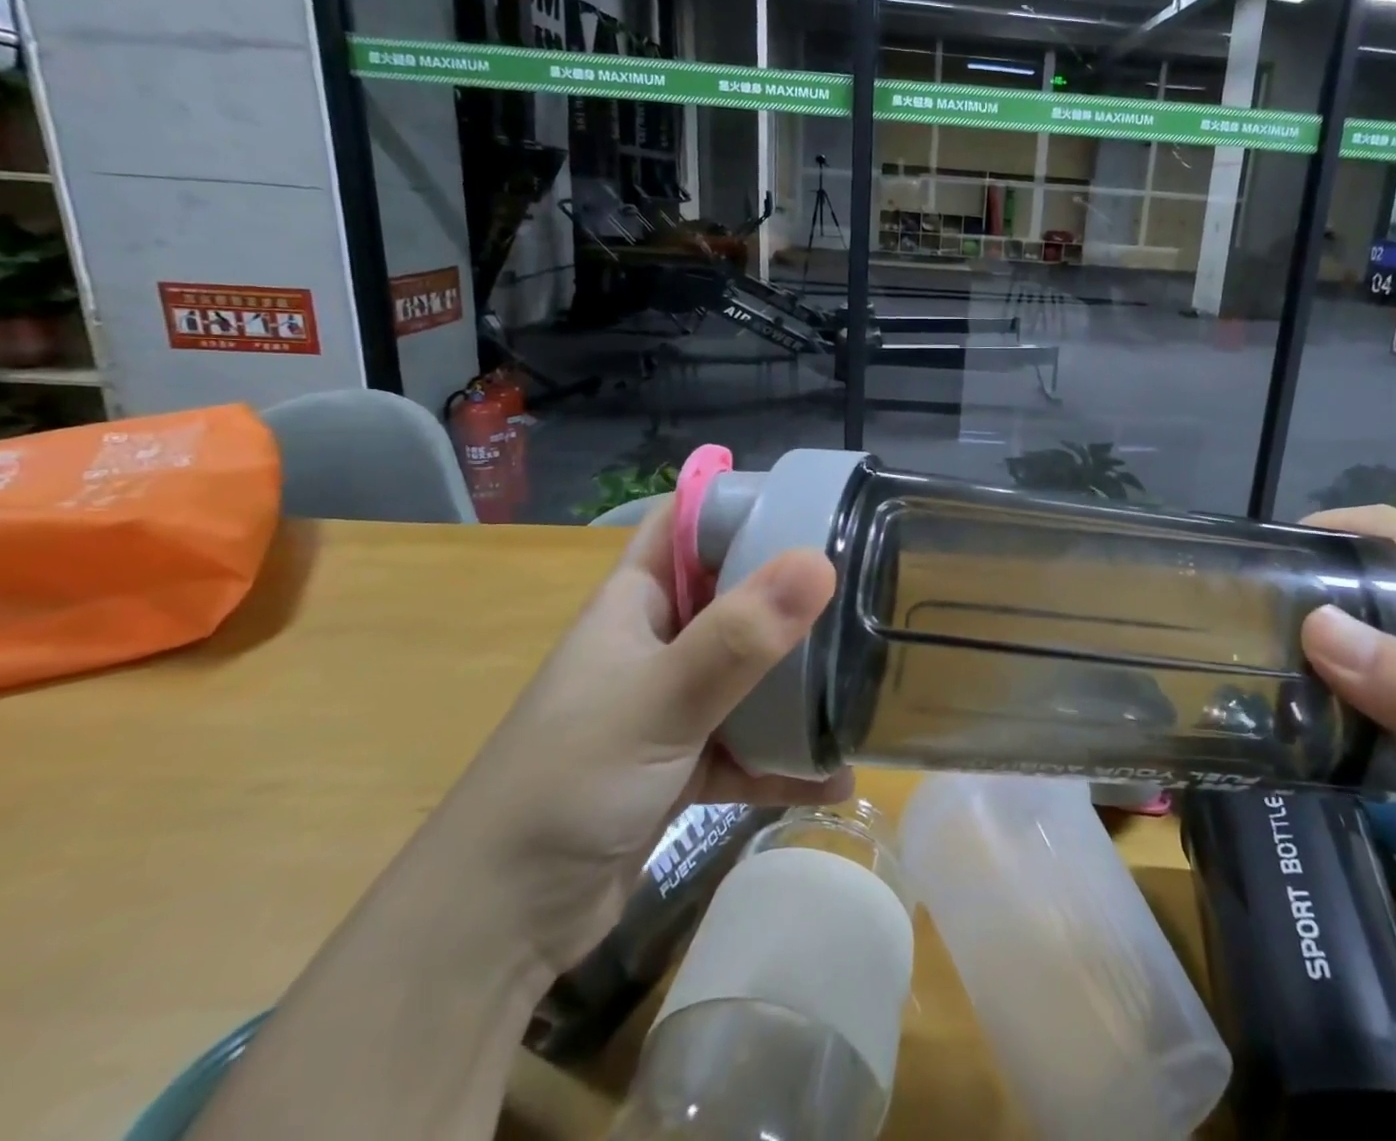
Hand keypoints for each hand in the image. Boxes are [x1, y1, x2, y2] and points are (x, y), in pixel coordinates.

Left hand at [422, 508, 847, 974]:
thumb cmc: (567, 784)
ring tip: (864, 672)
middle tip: (865, 581)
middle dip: (791, 589)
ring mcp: (669, 706)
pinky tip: (836, 774)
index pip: (688, 524)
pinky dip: (784, 759)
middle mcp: (654, 643)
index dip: (743, 502)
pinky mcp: (681, 765)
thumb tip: (820, 563)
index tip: (818, 501)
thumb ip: (739, 637)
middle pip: (732, 594)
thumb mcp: (660, 701)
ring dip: (796, 678)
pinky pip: (747, 747)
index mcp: (636, 603)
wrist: (496, 927)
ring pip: (746, 672)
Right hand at [1298, 505, 1395, 960]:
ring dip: (1325, 638)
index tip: (1261, 561)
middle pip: (1376, 574)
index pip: (1387, 530)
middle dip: (1311, 586)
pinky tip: (1320, 714)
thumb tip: (1314, 621)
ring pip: (1380, 626)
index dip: (1322, 528)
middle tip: (1249, 623)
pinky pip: (1392, 674)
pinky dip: (1350, 681)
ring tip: (1266, 667)